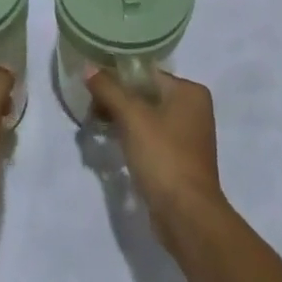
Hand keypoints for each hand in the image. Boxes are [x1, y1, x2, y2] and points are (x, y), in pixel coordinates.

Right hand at [87, 68, 224, 247]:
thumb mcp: (132, 117)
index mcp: (190, 92)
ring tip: (96, 127)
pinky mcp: (179, 159)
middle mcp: (193, 109)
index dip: (117, 79)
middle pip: (145, 95)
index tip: (91, 89)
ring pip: (146, 118)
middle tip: (90, 111)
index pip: (146, 74)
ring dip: (121, 120)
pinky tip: (112, 144)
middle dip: (116, 101)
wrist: (186, 214)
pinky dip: (132, 138)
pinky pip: (150, 138)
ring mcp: (188, 136)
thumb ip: (108, 89)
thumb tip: (87, 67)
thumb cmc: (163, 156)